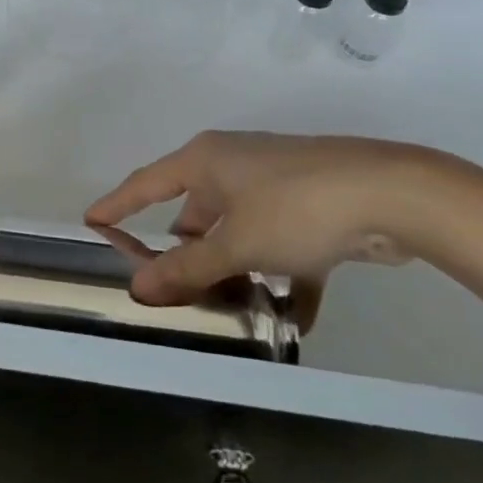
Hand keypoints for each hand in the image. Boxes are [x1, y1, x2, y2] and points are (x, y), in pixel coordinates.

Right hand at [85, 131, 450, 325]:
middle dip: (186, 250)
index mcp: (207, 161)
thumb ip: (188, 269)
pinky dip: (284, 279)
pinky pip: (283, 247)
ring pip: (240, 231)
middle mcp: (235, 166)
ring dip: (235, 268)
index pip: (147, 183)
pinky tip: (291, 321)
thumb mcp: (235, 242)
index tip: (90, 219)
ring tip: (224, 309)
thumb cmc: (295, 207)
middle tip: (169, 287)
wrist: (392, 194)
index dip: (118, 203)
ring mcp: (276, 185)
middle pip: (195, 211)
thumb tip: (138, 287)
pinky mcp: (312, 208)